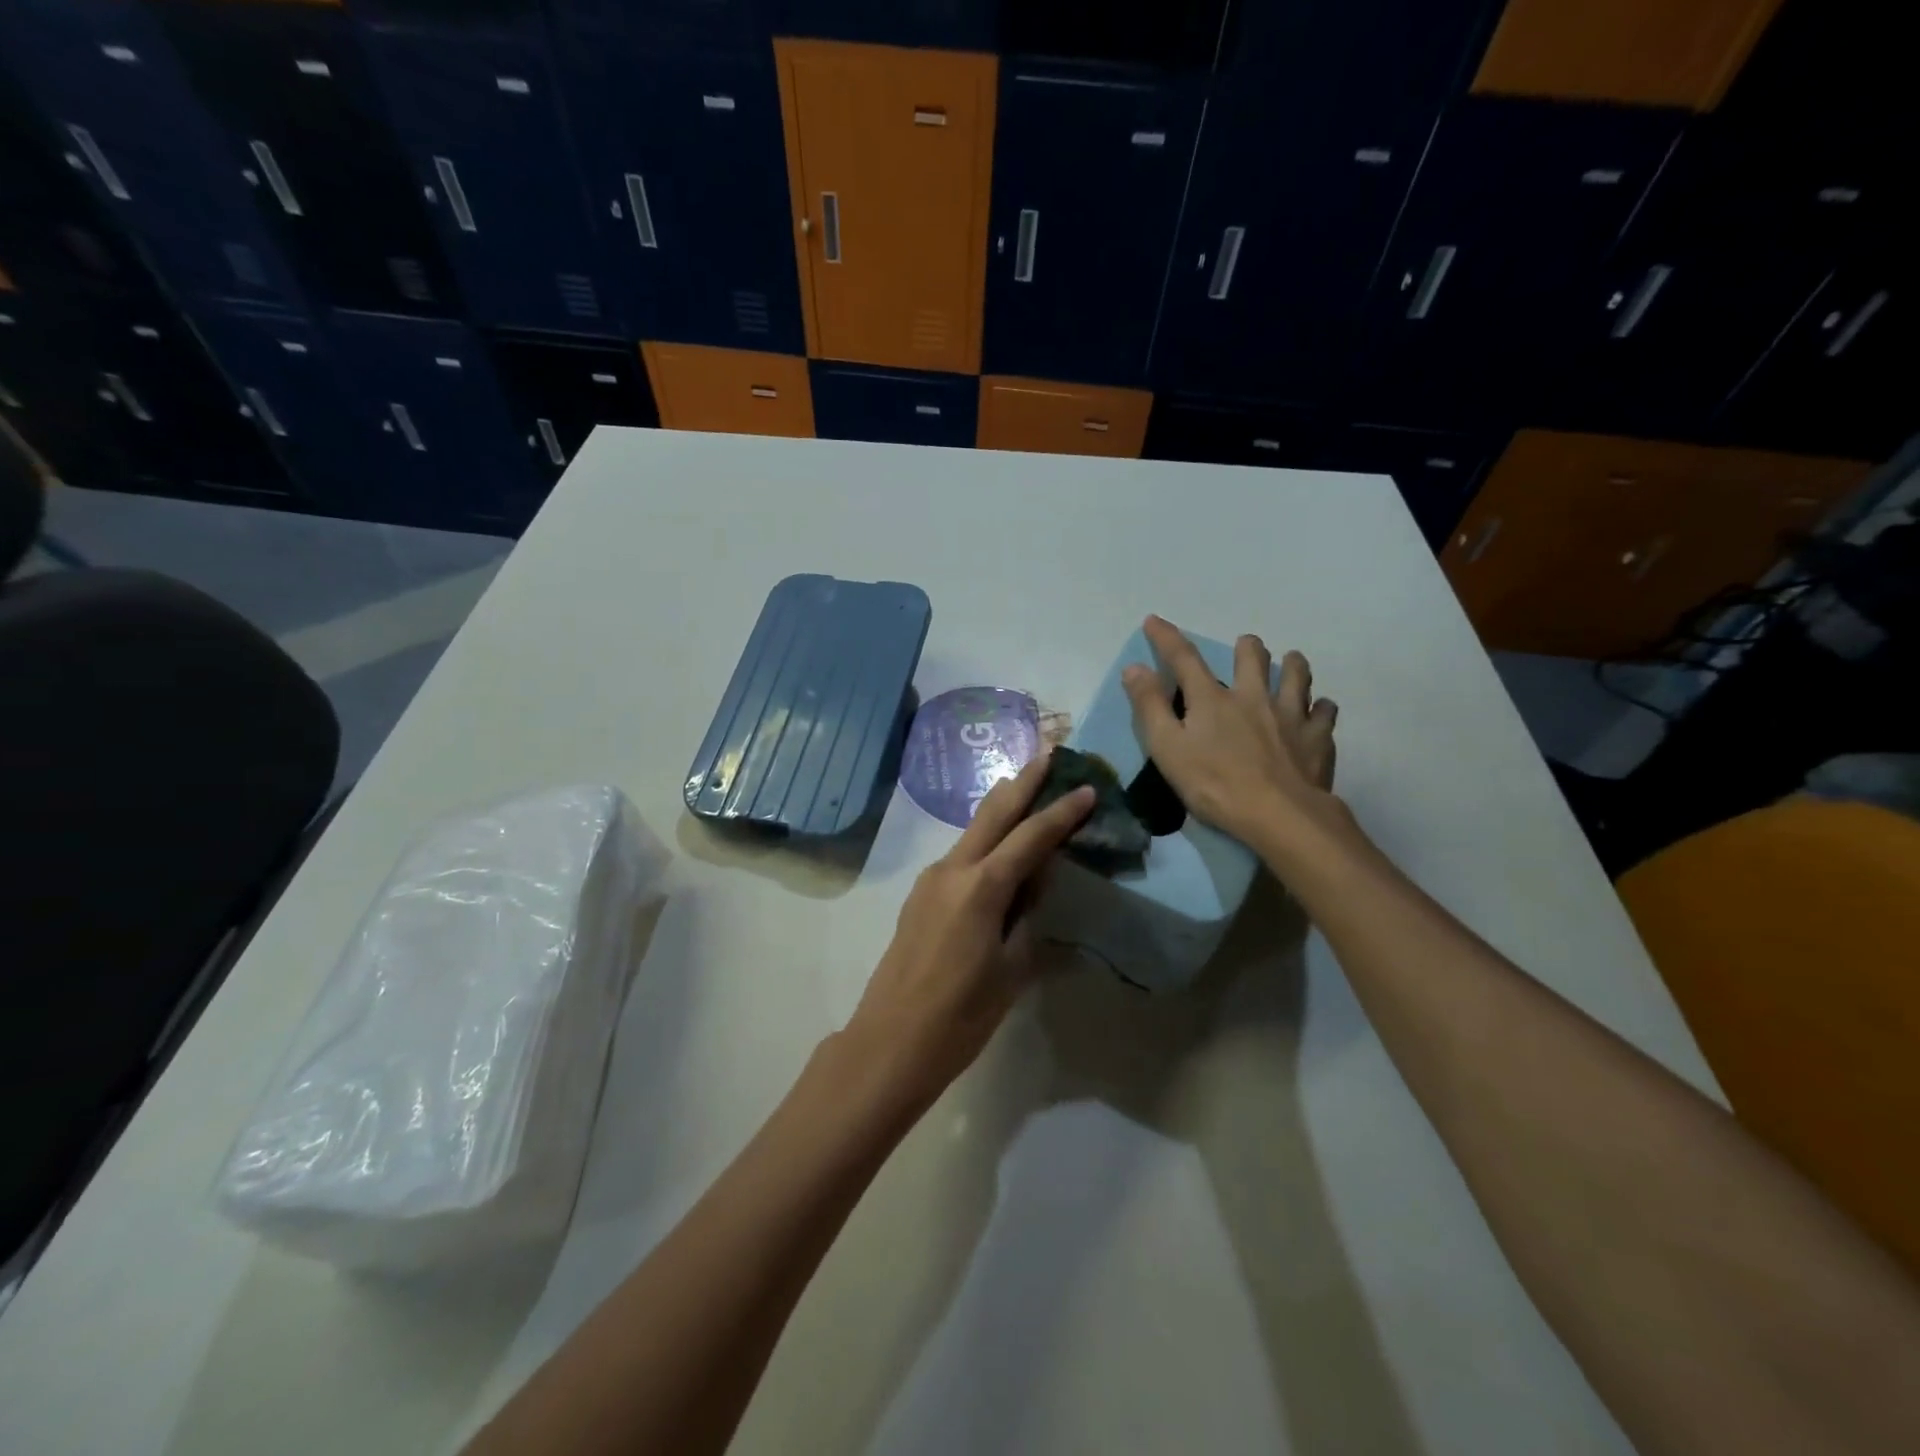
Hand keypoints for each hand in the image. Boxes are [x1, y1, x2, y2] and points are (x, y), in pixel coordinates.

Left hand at [846, 753, 1093, 1109]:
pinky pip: (962, 856)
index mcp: (981, 887)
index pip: (1031, 838)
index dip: (1062, 813)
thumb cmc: (961, 1015)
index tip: (1087, 788)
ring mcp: (931, 880)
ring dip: (1002, 808)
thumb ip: (1026, 914)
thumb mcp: (1011, 968)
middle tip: (1049, 755)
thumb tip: (1035, 879)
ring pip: (974, 831)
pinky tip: (1001, 848)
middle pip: (993, 814)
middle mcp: (953, 870)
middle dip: (1023, 783)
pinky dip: (986, 841)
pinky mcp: (921, 895)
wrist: (891, 1040)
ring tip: (1028, 788)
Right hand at [1121, 614, 1341, 850]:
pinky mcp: (1318, 738)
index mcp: (1212, 700)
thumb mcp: (1167, 748)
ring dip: (1292, 665)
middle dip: (1247, 646)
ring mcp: (1291, 714)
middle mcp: (1253, 696)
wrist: (1279, 815)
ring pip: (1297, 675)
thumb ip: (1150, 707)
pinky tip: (1318, 712)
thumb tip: (1134, 668)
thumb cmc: (1214, 785)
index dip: (1166, 637)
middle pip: (1253, 656)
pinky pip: (1325, 712)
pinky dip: (1320, 708)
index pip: (1183, 658)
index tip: (1154, 620)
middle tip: (1245, 647)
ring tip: (1290, 663)